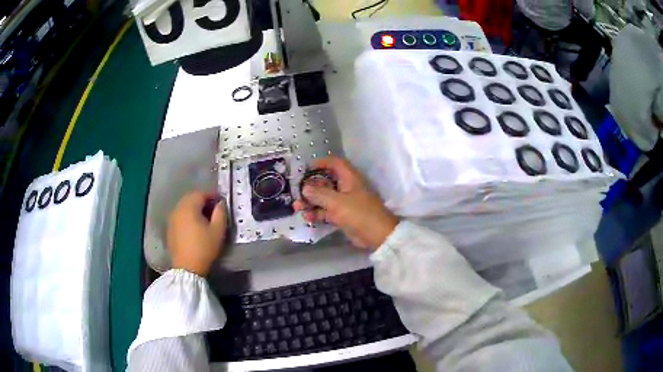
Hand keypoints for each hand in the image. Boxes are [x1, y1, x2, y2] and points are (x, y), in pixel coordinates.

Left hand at [167, 191, 226, 275]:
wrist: (187, 268)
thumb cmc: (204, 248)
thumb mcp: (218, 231)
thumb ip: (220, 213)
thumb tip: (220, 203)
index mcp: (189, 207)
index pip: (201, 194)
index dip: (212, 195)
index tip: (221, 201)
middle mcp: (177, 209)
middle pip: (190, 198)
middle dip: (202, 201)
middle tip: (213, 209)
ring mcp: (171, 219)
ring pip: (184, 207)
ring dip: (194, 209)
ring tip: (204, 218)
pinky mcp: (169, 229)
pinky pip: (179, 216)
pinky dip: (187, 217)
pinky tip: (194, 227)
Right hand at [293, 157, 398, 249]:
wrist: (377, 235)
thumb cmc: (359, 213)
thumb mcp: (337, 202)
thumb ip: (319, 194)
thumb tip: (304, 188)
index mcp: (349, 178)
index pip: (334, 163)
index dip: (321, 163)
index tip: (306, 169)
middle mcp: (346, 187)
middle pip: (326, 181)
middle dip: (311, 186)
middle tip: (298, 192)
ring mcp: (344, 202)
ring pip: (324, 198)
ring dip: (311, 202)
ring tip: (298, 207)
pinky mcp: (343, 215)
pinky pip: (327, 211)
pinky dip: (317, 213)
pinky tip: (307, 218)